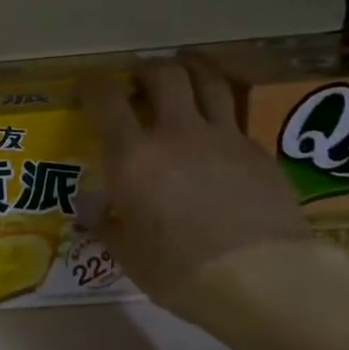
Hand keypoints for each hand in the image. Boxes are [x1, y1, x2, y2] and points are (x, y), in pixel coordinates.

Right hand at [82, 60, 312, 316]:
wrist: (263, 278)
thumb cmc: (179, 270)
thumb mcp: (127, 253)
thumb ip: (108, 223)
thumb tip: (94, 209)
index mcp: (133, 155)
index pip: (105, 100)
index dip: (91, 86)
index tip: (85, 86)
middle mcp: (177, 133)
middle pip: (165, 74)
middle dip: (147, 71)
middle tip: (139, 83)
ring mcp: (224, 138)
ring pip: (209, 82)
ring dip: (191, 73)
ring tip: (182, 81)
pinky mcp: (259, 152)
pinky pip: (235, 119)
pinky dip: (219, 116)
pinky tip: (214, 138)